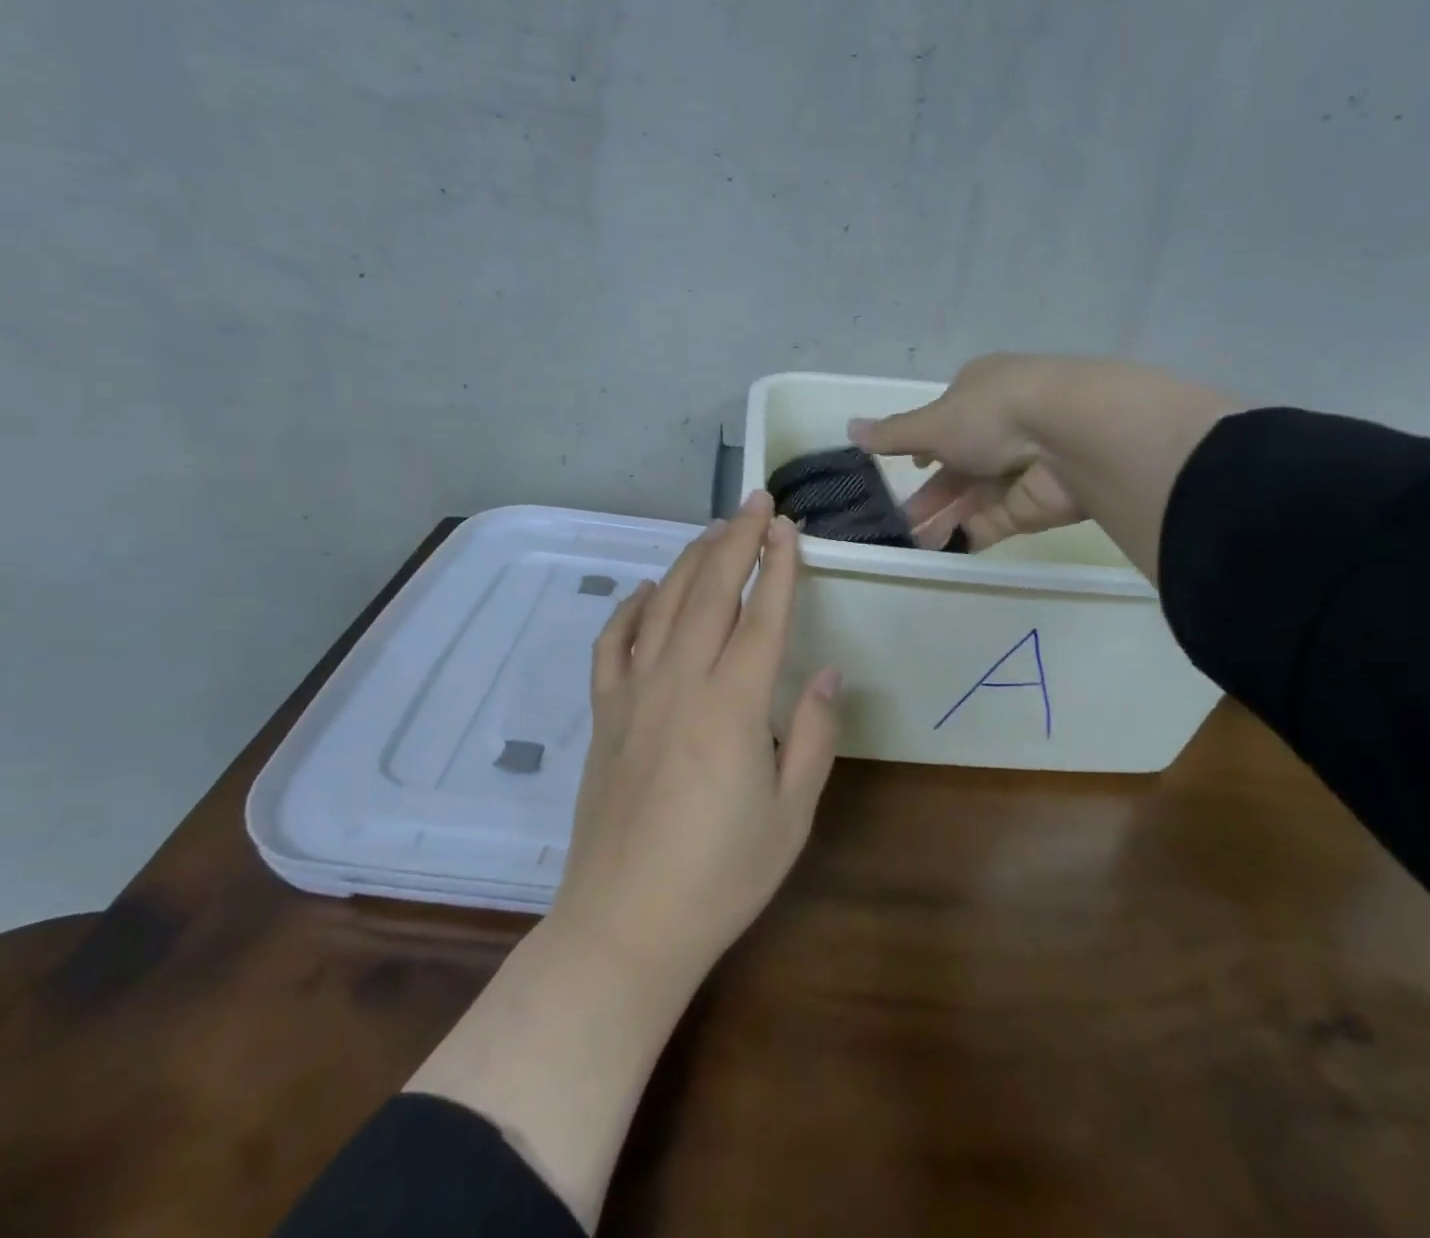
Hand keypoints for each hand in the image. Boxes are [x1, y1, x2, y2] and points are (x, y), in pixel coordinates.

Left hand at [551, 490, 841, 981]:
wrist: (625, 926)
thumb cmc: (721, 877)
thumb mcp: (791, 813)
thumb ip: (812, 734)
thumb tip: (826, 670)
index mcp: (733, 706)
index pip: (762, 615)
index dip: (778, 566)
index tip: (789, 526)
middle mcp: (680, 683)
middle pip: (710, 593)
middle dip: (737, 540)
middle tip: (756, 502)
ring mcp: (634, 695)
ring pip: (661, 606)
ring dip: (689, 561)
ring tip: (714, 531)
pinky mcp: (603, 715)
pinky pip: (611, 645)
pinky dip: (627, 609)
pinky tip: (643, 592)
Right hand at [850, 353, 1087, 551]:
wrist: (1071, 436)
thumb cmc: (993, 414)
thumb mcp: (933, 422)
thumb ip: (894, 434)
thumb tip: (850, 428)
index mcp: (981, 393)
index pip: (948, 419)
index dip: (924, 444)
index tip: (906, 466)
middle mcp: (1002, 427)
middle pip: (956, 465)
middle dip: (927, 492)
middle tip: (895, 520)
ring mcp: (1020, 467)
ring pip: (971, 497)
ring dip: (940, 517)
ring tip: (909, 542)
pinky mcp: (1032, 504)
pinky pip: (992, 521)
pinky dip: (966, 534)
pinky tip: (940, 550)